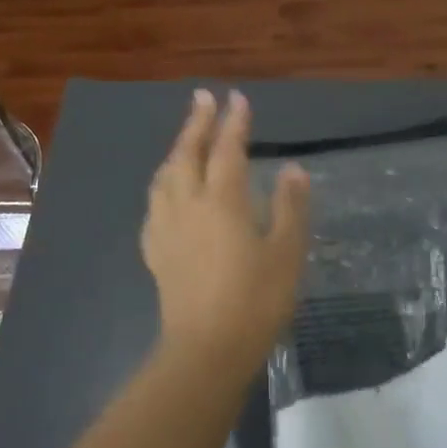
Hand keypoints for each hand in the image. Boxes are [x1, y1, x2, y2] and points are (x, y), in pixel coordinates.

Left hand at [142, 89, 310, 377]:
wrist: (207, 349)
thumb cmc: (255, 300)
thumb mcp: (286, 254)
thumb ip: (290, 207)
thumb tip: (292, 169)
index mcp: (223, 201)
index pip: (227, 150)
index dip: (233, 123)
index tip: (236, 98)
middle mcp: (188, 205)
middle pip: (188, 154)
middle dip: (196, 123)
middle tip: (202, 98)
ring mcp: (166, 228)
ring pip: (165, 176)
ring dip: (175, 150)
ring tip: (183, 140)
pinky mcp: (155, 251)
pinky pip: (154, 205)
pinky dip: (162, 185)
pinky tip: (166, 192)